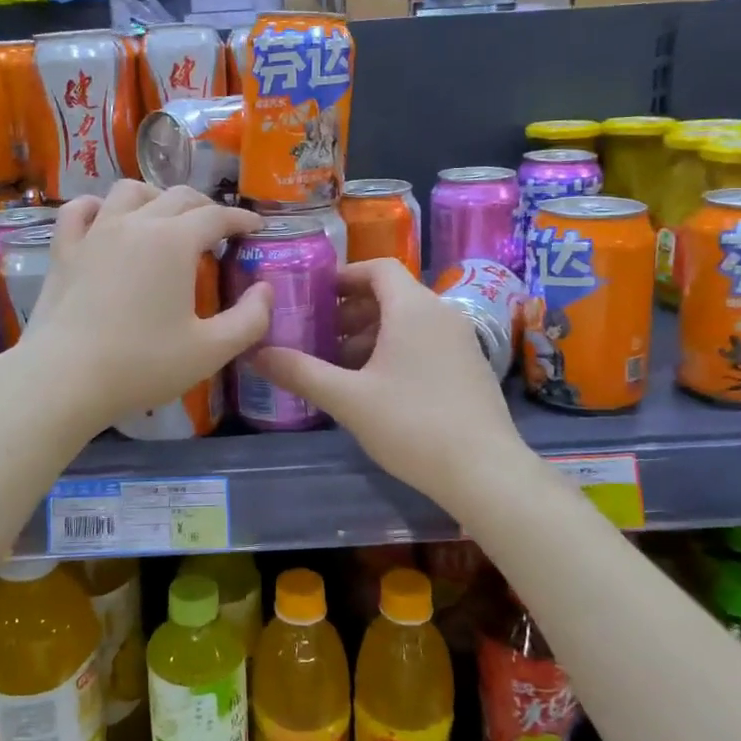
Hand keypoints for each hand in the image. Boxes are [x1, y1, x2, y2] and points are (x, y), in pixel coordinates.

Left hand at [8, 181, 271, 433]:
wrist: (65, 378)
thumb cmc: (142, 365)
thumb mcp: (211, 351)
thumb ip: (250, 319)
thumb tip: (265, 290)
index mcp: (175, 241)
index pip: (217, 216)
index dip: (241, 218)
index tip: (255, 228)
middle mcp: (136, 223)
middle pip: (178, 197)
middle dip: (205, 207)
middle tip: (218, 229)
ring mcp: (95, 232)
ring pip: (129, 192)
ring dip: (155, 197)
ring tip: (165, 217)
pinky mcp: (64, 250)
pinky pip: (79, 210)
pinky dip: (98, 206)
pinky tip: (104, 217)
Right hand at [250, 258, 522, 509]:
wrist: (485, 472)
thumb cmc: (412, 424)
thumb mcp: (348, 399)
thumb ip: (300, 372)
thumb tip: (256, 353)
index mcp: (413, 308)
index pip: (378, 268)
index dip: (344, 276)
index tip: (315, 296)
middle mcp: (442, 314)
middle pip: (392, 294)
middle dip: (351, 311)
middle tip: (318, 335)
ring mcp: (461, 341)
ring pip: (408, 321)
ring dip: (371, 334)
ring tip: (340, 365)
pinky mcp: (469, 368)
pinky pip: (425, 342)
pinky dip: (396, 350)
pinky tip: (376, 387)